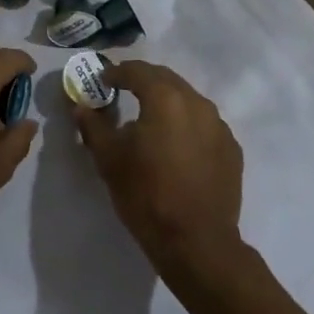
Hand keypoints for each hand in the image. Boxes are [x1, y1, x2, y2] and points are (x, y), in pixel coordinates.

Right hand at [73, 60, 243, 274]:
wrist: (197, 243)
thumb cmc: (147, 195)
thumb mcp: (109, 159)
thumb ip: (93, 126)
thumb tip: (81, 107)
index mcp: (165, 98)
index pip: (138, 71)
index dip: (117, 72)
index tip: (103, 80)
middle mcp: (196, 102)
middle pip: (166, 79)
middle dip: (144, 80)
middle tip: (124, 90)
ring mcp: (219, 125)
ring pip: (188, 100)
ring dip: (167, 101)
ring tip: (151, 118)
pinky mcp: (232, 148)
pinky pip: (205, 124)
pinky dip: (187, 124)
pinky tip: (176, 145)